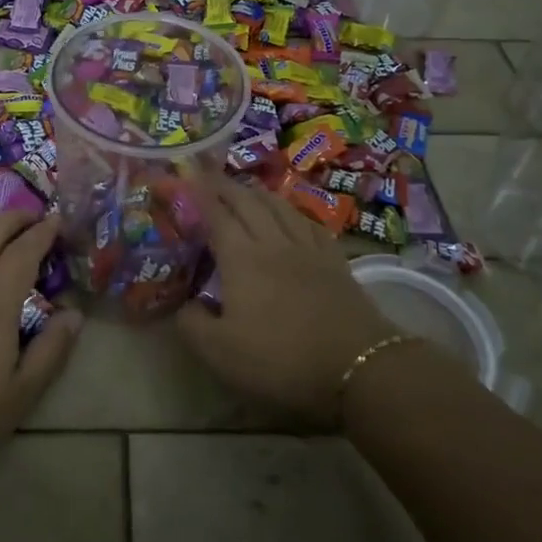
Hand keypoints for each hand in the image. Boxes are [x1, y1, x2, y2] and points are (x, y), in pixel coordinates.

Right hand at [176, 176, 397, 425]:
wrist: (358, 365)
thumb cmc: (281, 359)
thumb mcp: (221, 353)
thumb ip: (192, 325)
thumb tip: (183, 304)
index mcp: (241, 258)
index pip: (216, 215)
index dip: (200, 195)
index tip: (186, 178)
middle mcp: (272, 242)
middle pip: (247, 202)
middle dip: (225, 186)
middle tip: (210, 176)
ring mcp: (307, 249)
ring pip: (280, 207)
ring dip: (258, 192)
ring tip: (247, 188)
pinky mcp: (335, 261)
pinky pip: (311, 224)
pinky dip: (294, 212)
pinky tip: (293, 216)